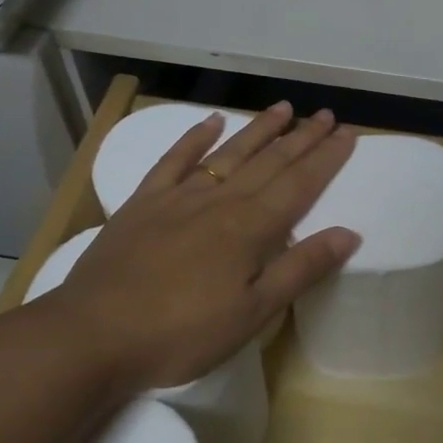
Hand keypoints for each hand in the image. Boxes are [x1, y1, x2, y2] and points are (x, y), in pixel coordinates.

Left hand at [23, 102, 360, 391]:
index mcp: (250, 228)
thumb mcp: (252, 313)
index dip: (326, 158)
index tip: (348, 134)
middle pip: (270, 162)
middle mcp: (220, 201)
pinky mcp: (144, 203)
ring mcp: (179, 197)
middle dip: (302, 138)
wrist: (94, 334)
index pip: (300, 184)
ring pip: (229, 153)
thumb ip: (300, 269)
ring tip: (284, 108)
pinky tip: (211, 122)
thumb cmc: (181, 333)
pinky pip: (174, 160)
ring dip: (259, 130)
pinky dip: (194, 138)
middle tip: (327, 115)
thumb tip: (348, 233)